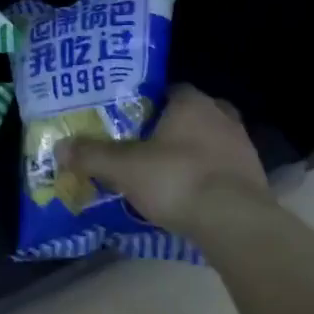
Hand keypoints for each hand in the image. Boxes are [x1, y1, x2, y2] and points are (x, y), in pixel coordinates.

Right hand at [60, 85, 270, 230]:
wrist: (235, 223)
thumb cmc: (177, 179)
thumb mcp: (124, 168)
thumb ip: (91, 155)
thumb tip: (60, 148)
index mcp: (192, 103)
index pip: (170, 90)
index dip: (149, 103)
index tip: (130, 120)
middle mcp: (222, 117)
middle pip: (191, 115)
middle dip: (171, 128)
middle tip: (145, 145)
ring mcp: (242, 148)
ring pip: (209, 143)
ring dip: (190, 154)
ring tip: (163, 173)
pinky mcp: (253, 179)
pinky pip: (221, 171)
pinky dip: (205, 178)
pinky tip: (186, 196)